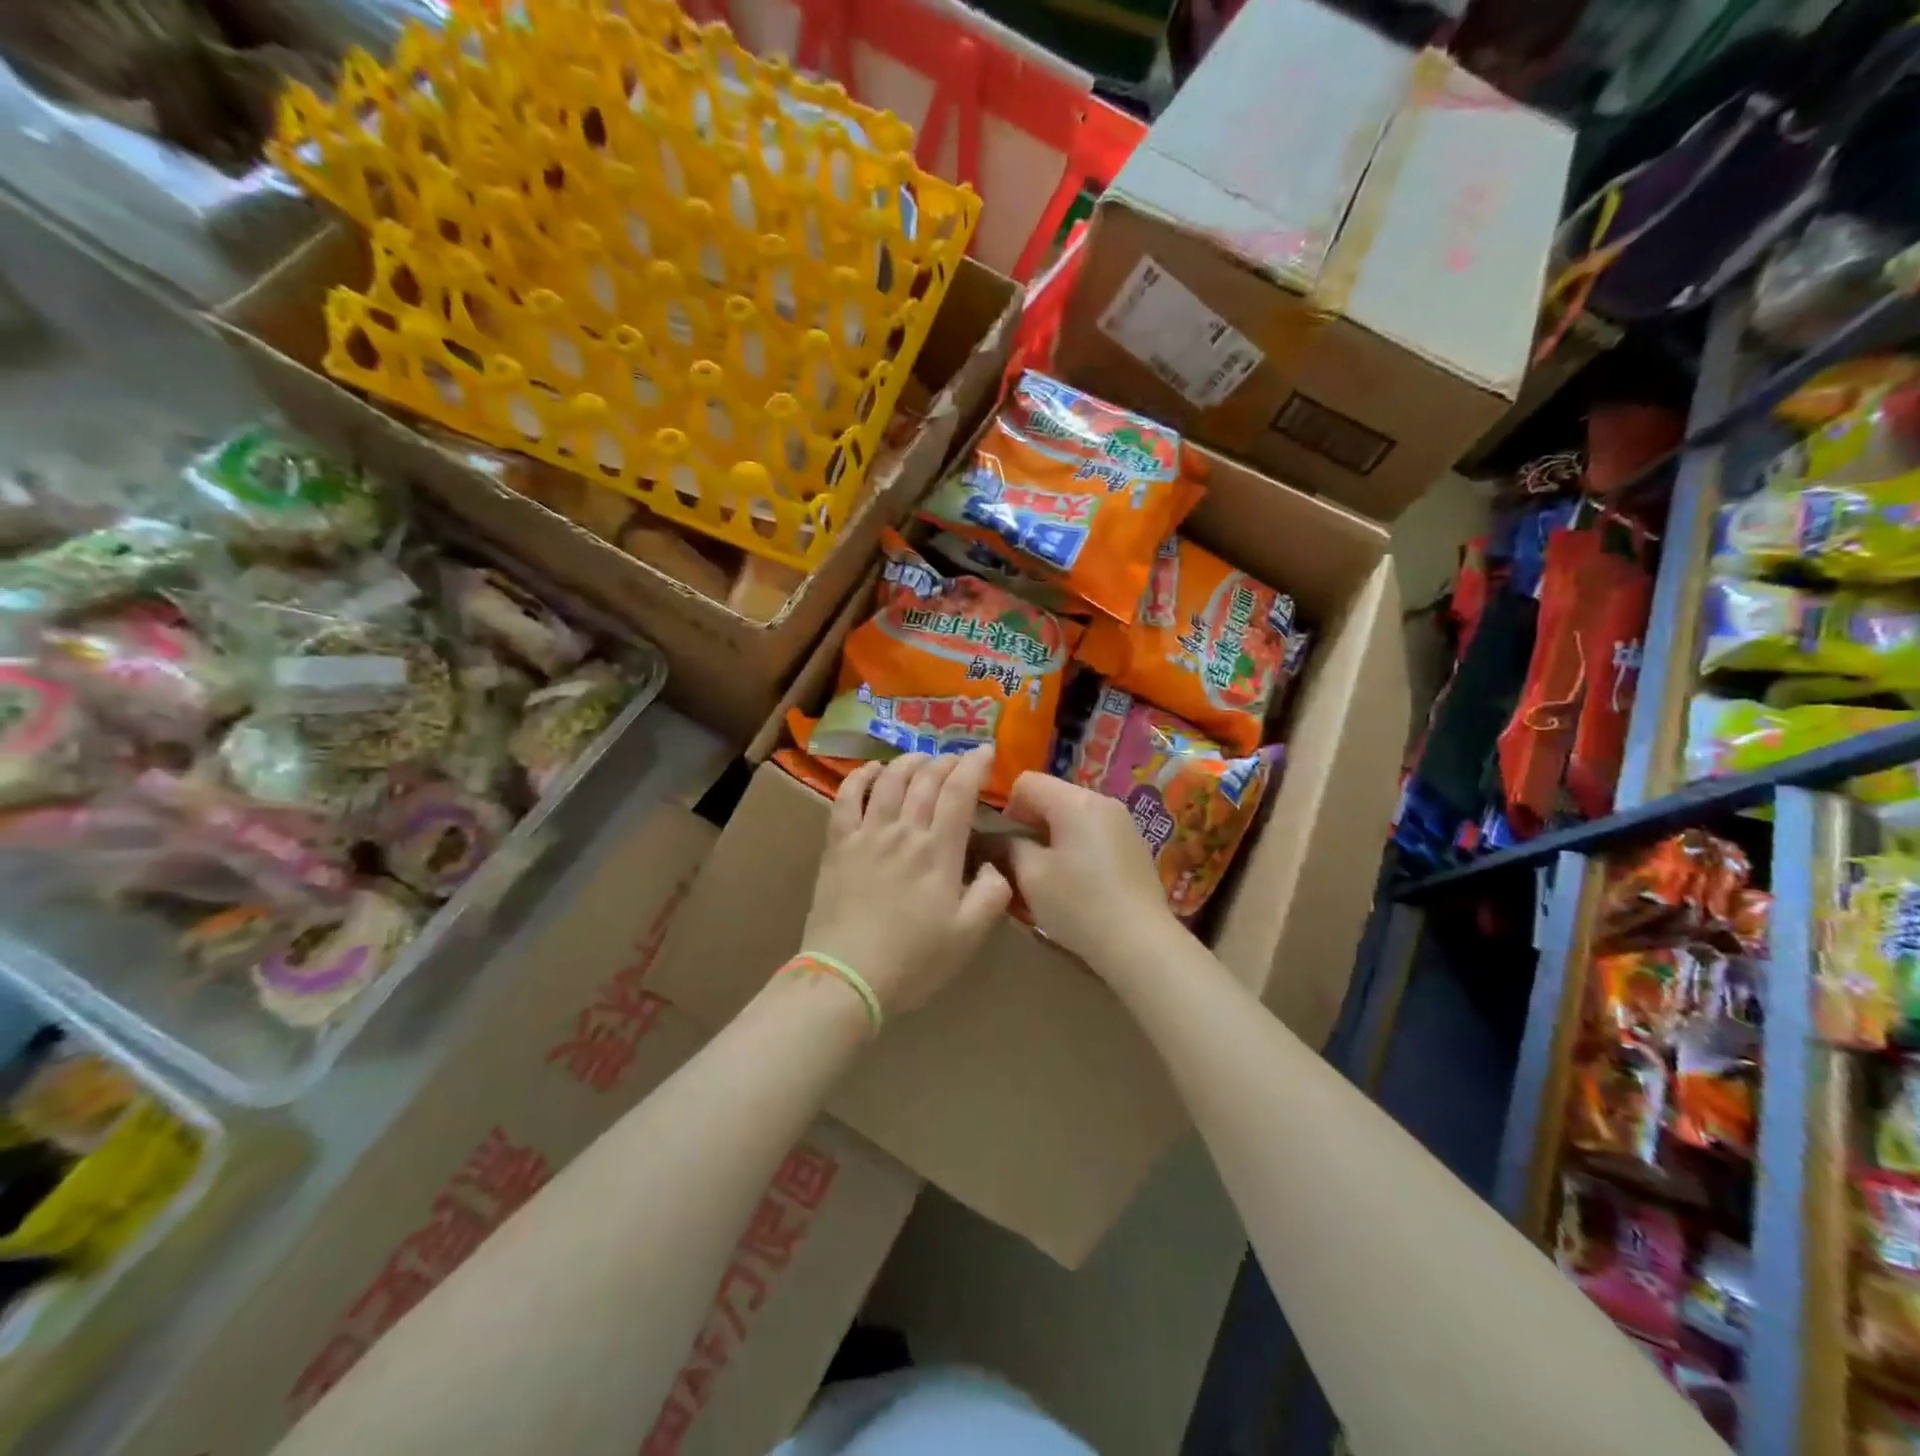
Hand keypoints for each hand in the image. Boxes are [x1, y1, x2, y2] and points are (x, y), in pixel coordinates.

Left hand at [801, 748, 1011, 1016]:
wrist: (846, 977)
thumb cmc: (913, 960)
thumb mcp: (968, 936)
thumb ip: (992, 895)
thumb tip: (995, 866)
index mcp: (938, 851)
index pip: (959, 792)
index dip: (974, 765)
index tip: (986, 751)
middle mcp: (903, 831)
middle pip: (925, 780)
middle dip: (945, 762)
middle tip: (956, 759)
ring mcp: (866, 834)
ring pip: (888, 781)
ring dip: (907, 763)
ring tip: (920, 759)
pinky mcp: (838, 845)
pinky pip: (846, 798)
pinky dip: (860, 777)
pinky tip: (870, 770)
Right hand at [1002, 771, 1175, 969]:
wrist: (1141, 944)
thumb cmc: (1079, 905)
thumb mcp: (1030, 876)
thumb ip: (1006, 847)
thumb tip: (994, 839)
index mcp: (1076, 801)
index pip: (1026, 781)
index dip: (1007, 809)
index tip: (1007, 846)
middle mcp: (1103, 801)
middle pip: (1052, 797)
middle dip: (1031, 825)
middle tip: (1024, 865)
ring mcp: (1124, 823)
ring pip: (1073, 817)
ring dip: (1054, 839)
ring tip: (1051, 877)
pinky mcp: (1134, 846)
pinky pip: (1094, 833)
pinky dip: (1077, 849)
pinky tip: (1080, 884)